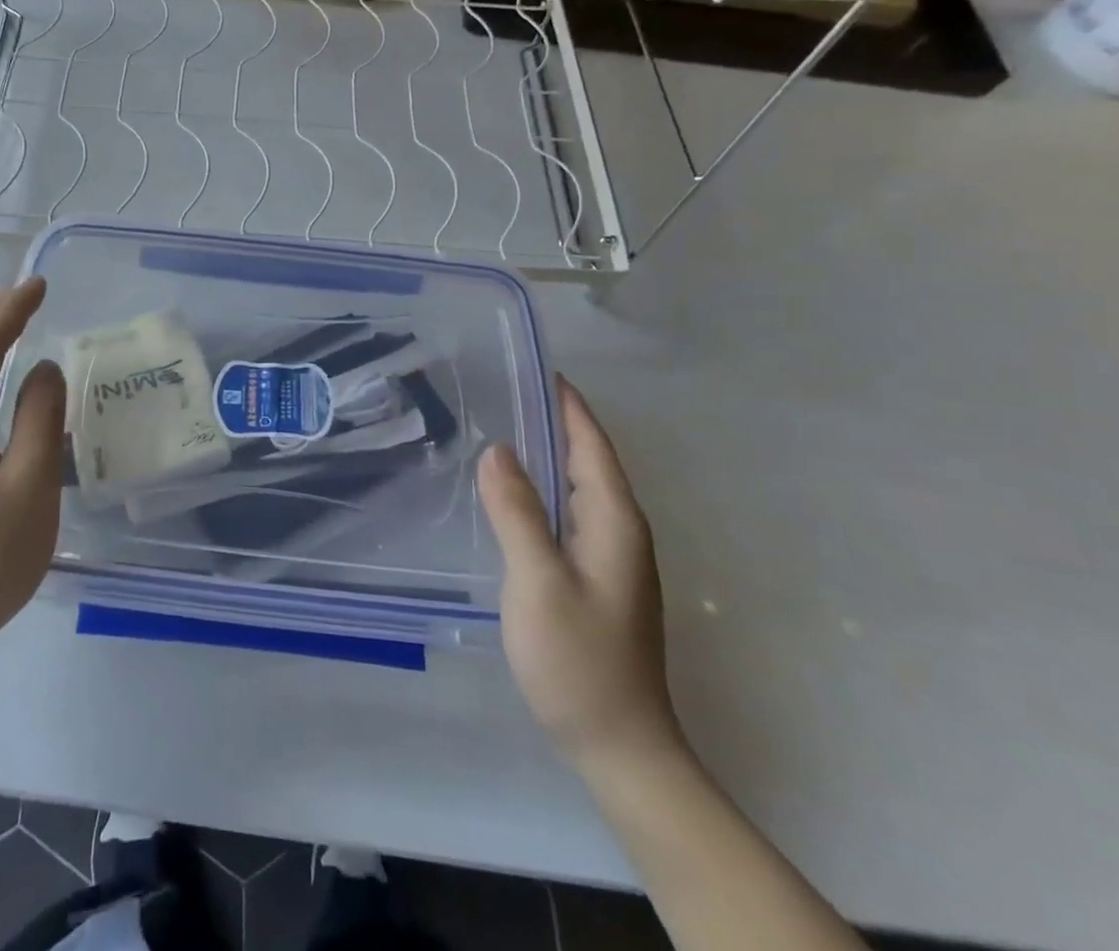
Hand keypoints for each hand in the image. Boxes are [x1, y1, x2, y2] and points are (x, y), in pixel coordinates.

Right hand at [479, 379, 682, 774]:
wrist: (621, 748)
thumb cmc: (579, 660)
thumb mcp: (538, 581)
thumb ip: (517, 512)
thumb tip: (498, 449)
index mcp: (614, 522)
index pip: (592, 446)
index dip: (568, 406)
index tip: (539, 369)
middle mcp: (621, 532)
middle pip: (589, 462)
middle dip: (555, 423)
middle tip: (505, 393)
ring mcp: (612, 559)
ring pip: (579, 489)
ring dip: (549, 456)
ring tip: (502, 430)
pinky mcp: (598, 581)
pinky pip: (570, 515)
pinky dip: (545, 491)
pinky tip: (514, 496)